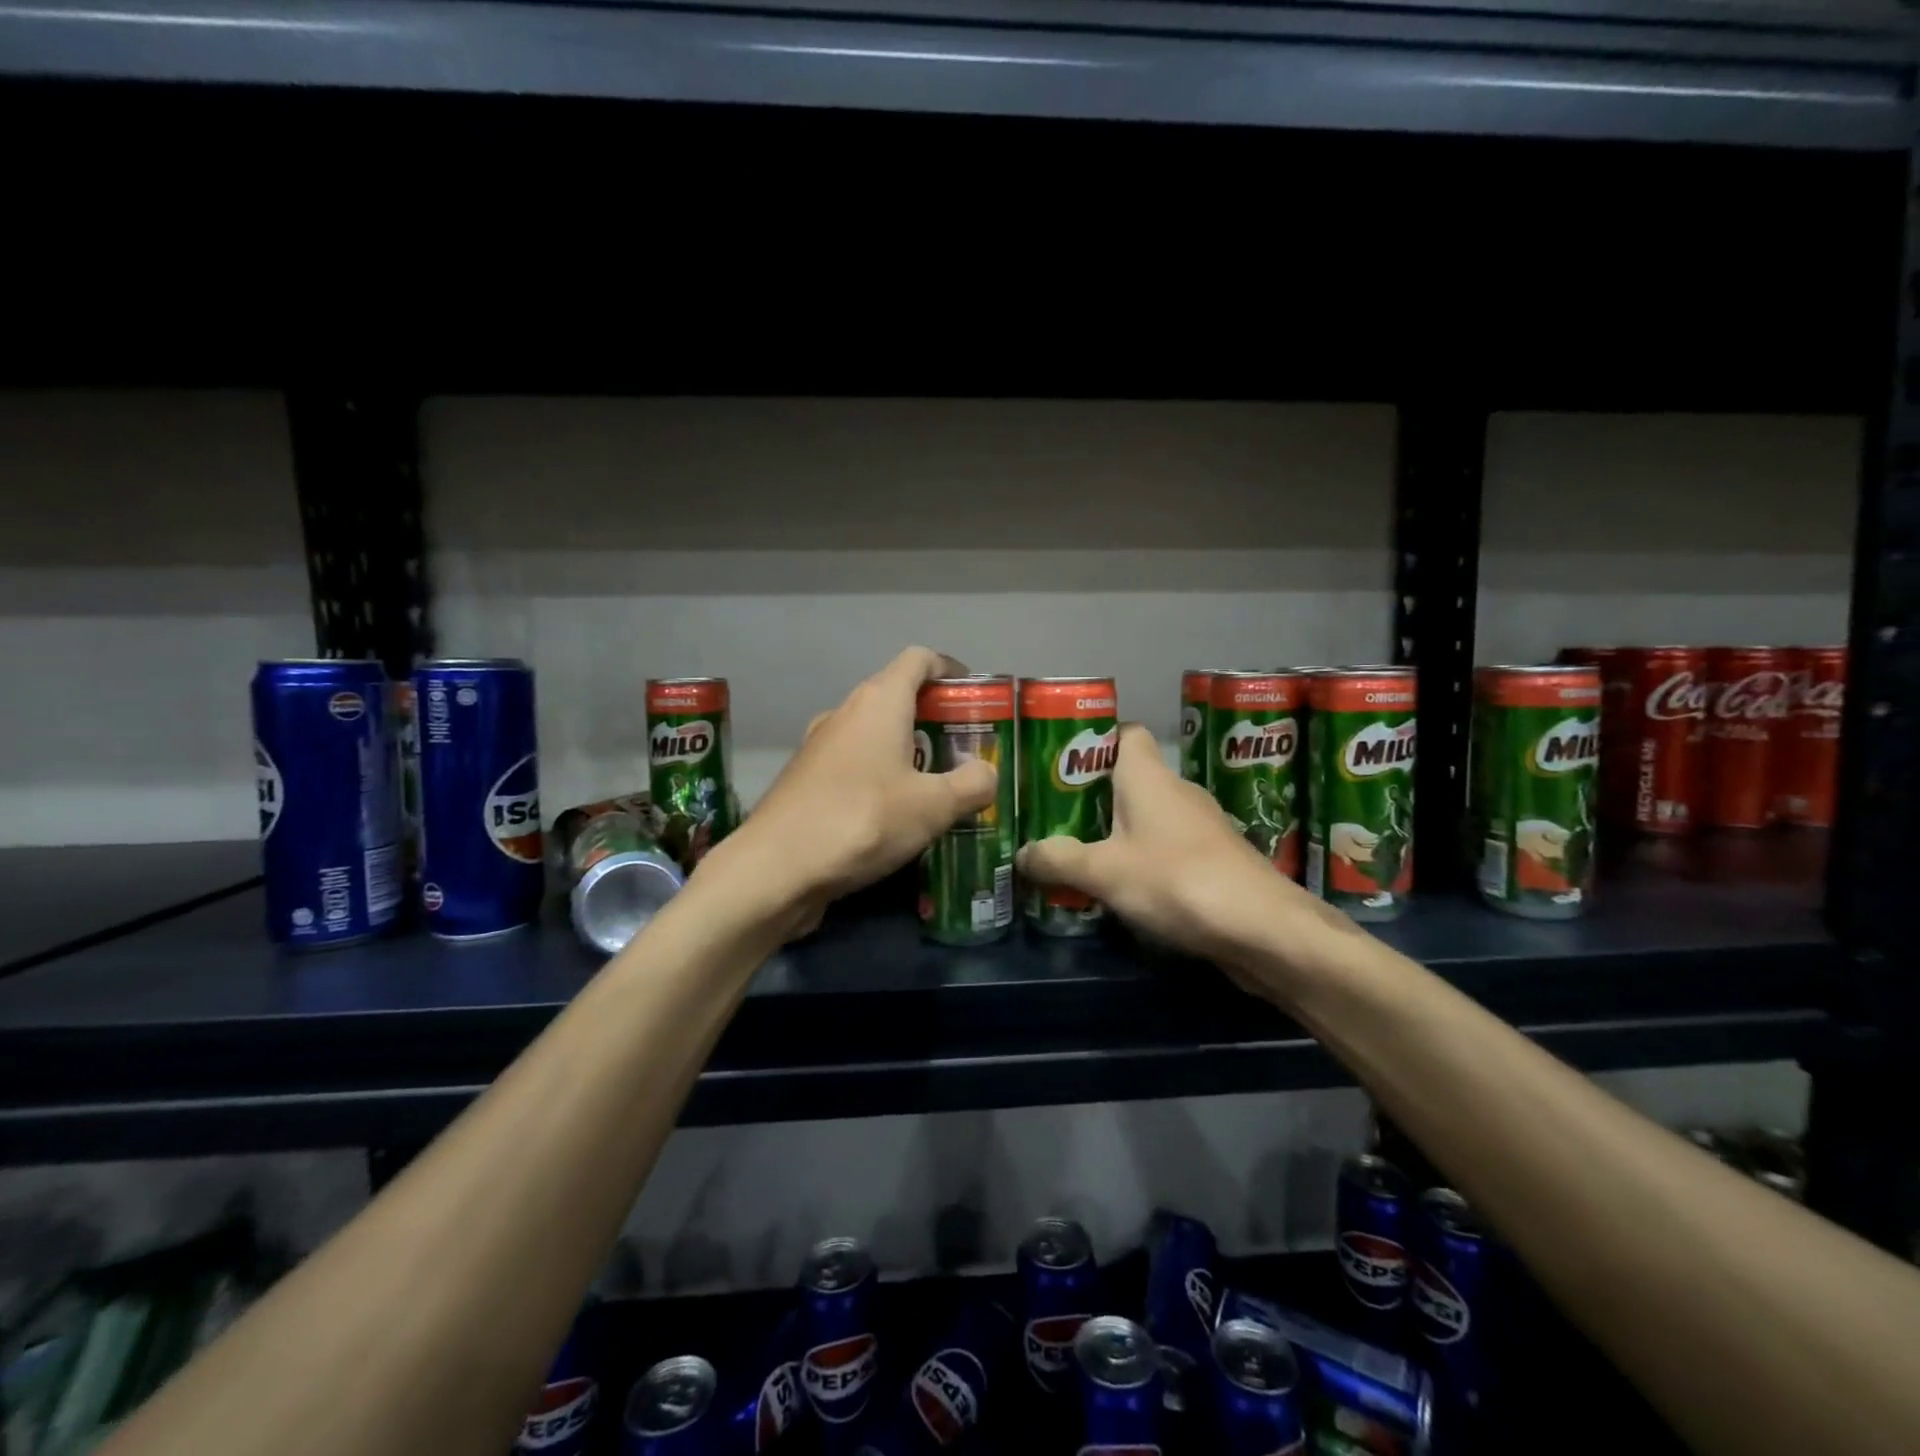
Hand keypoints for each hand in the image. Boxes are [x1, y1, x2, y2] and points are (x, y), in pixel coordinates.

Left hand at [704, 647, 997, 935]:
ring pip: (873, 734)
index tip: (974, 694)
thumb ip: (972, 784)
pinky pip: (854, 765)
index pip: (919, 659)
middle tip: (967, 749)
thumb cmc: (861, 821)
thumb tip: (986, 773)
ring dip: (907, 750)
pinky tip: (896, 815)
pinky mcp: (806, 781)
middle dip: (935, 717)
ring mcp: (819, 747)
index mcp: (878, 702)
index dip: (950, 669)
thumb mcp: (933, 806)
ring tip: (938, 785)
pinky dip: (881, 776)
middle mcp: (845, 713)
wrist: (775, 869)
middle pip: (897, 696)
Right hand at [1016, 723, 1358, 991]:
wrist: (1262, 928)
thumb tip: (1023, 854)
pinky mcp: (1216, 859)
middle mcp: (1177, 790)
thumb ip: (1058, 860)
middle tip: (1056, 819)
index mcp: (1149, 776)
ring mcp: (1202, 826)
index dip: (1094, 744)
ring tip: (1082, 855)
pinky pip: (1169, 847)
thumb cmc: (1175, 879)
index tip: (1062, 768)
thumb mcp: (1103, 872)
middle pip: (1131, 779)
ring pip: (1150, 816)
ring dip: (1120, 832)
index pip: (1125, 734)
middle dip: (1094, 797)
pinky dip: (1146, 859)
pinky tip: (1126, 888)